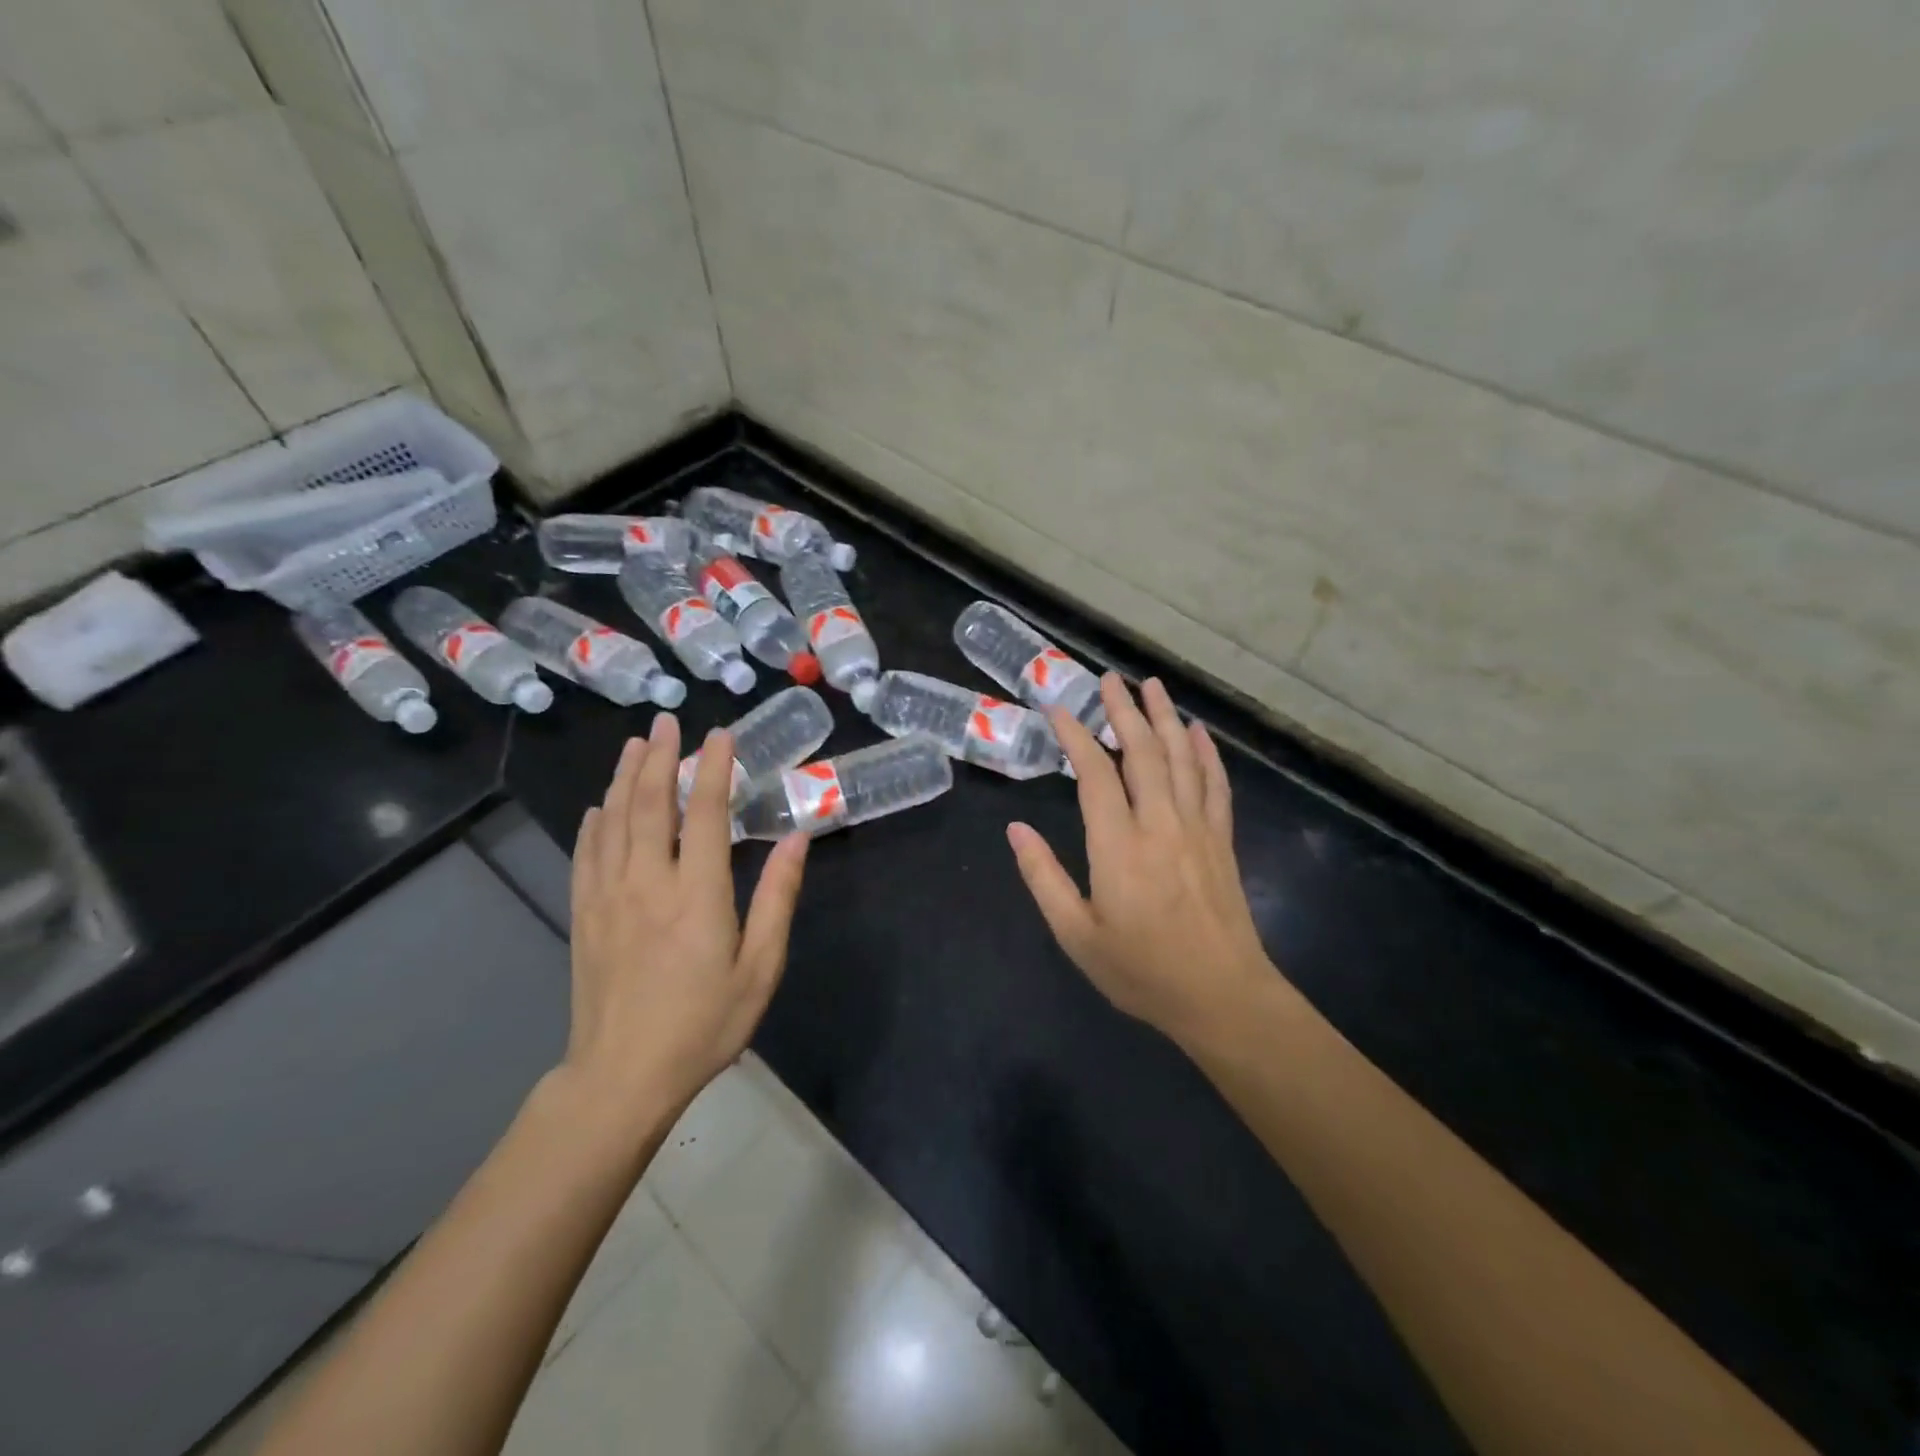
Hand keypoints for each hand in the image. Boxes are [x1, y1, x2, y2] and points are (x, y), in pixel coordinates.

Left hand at [565, 712, 808, 1109]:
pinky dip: (594, 822)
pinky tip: (598, 806)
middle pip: (649, 804)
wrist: (622, 1077)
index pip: (705, 813)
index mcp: (697, 894)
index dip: (713, 768)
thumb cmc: (704, 1024)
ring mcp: (608, 897)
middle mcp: (647, 882)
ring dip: (624, 777)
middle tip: (666, 721)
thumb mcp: (760, 968)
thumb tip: (797, 838)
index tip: (720, 735)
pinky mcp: (583, 915)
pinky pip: (586, 854)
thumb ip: (778, 899)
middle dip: (659, 757)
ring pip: (613, 821)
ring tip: (634, 744)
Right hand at [1007, 674, 1278, 1045]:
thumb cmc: (1142, 970)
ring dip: (1165, 718)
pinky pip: (1216, 784)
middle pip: (1142, 752)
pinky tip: (1199, 732)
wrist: (1222, 996)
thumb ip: (1044, 878)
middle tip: (1110, 678)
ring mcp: (1197, 828)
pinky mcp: (1222, 840)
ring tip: (1152, 685)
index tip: (1058, 708)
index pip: (1095, 774)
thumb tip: (1015, 831)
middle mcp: (1161, 824)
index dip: (1076, 736)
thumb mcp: (1077, 935)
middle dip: (1124, 710)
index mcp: (1119, 845)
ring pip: (1182, 758)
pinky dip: (1206, 753)